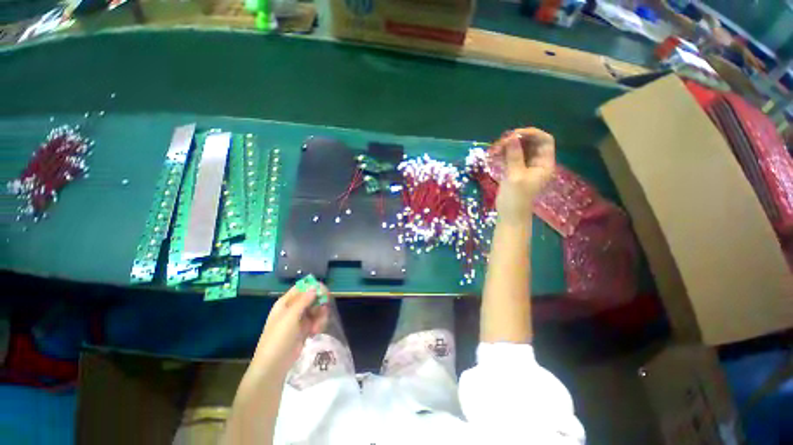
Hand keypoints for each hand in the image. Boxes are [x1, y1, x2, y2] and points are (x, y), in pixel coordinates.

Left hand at [251, 285, 328, 377]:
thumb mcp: (290, 317)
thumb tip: (315, 286)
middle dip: (319, 304)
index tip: (324, 292)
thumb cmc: (278, 338)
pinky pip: (316, 320)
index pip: (302, 287)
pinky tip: (315, 332)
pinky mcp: (305, 328)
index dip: (314, 287)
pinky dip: (319, 324)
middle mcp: (294, 308)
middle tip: (324, 310)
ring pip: (317, 309)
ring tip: (317, 327)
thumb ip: (303, 300)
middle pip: (312, 297)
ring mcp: (300, 318)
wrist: (274, 365)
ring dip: (320, 316)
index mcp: (286, 302)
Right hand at [490, 128, 554, 223]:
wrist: (509, 214)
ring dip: (506, 147)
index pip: (544, 141)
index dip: (531, 133)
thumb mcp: (515, 176)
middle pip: (530, 143)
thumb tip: (511, 137)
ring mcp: (525, 166)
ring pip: (518, 150)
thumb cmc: (516, 198)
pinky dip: (502, 154)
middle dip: (515, 140)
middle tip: (500, 142)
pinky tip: (492, 155)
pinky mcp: (514, 170)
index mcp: (544, 163)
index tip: (514, 134)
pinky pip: (510, 157)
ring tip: (493, 150)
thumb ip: (514, 156)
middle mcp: (536, 162)